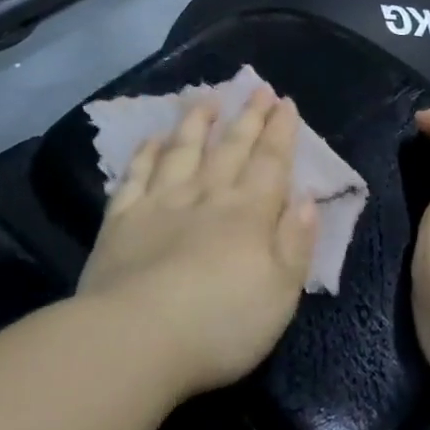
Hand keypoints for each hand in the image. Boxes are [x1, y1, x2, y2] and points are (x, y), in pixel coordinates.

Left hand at [78, 89, 319, 401]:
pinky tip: (152, 139)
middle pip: (231, 148)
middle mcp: (207, 196)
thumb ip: (295, 243)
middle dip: (248, 117)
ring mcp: (160, 204)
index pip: (270, 162)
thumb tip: (307, 200)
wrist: (134, 340)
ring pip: (183, 151)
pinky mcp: (121, 221)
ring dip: (197, 123)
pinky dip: (145, 154)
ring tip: (207, 99)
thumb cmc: (219, 324)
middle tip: (257, 89)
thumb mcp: (280, 293)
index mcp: (249, 213)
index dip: (280, 131)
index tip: (285, 102)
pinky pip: (136, 176)